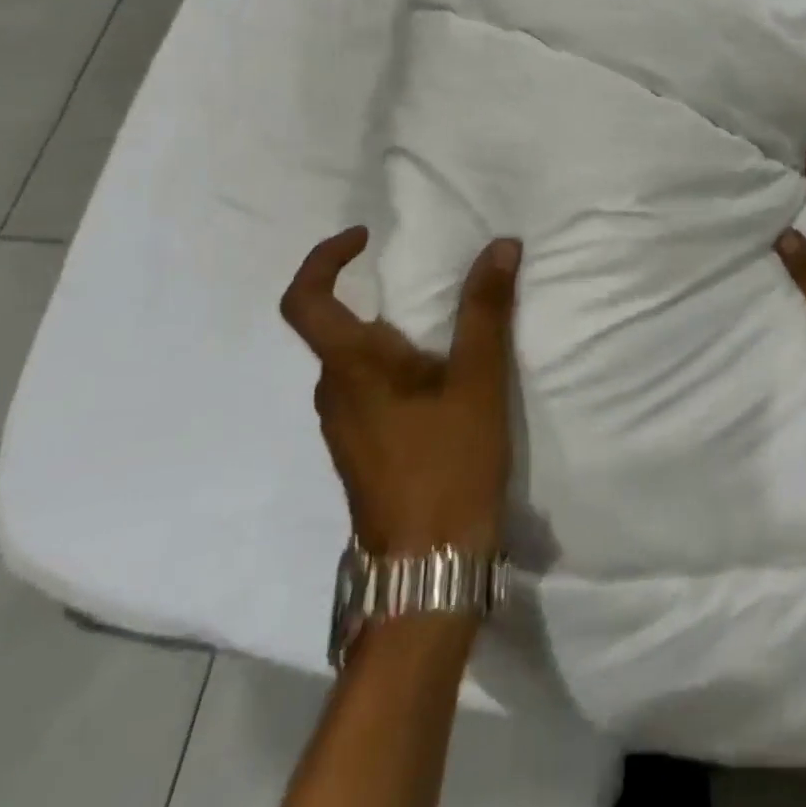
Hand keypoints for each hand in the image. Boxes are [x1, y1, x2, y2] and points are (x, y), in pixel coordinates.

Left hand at [280, 228, 520, 556]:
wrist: (428, 568)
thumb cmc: (448, 465)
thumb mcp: (478, 380)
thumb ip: (486, 310)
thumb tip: (500, 245)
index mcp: (350, 368)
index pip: (305, 300)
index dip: (325, 259)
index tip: (365, 237)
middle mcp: (333, 394)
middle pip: (337, 328)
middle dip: (381, 297)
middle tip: (438, 287)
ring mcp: (343, 427)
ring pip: (357, 362)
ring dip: (394, 336)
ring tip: (452, 336)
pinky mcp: (362, 451)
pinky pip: (370, 390)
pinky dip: (399, 368)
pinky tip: (444, 384)